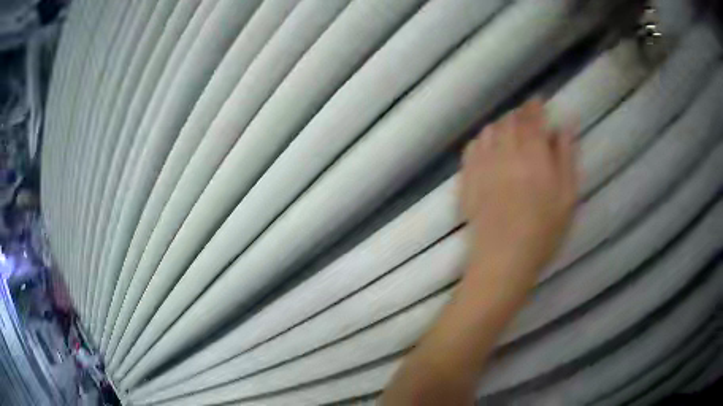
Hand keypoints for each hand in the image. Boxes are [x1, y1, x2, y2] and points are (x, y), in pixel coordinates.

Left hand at [461, 99, 577, 283]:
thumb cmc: (543, 232)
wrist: (503, 259)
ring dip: (500, 126)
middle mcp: (505, 153)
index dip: (534, 107)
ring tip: (509, 133)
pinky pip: (471, 149)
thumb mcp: (567, 196)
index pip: (531, 118)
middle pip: (508, 121)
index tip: (537, 102)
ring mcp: (482, 166)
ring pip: (488, 131)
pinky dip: (481, 141)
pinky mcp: (467, 180)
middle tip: (527, 120)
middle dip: (519, 115)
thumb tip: (565, 127)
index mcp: (532, 154)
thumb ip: (566, 157)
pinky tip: (487, 149)